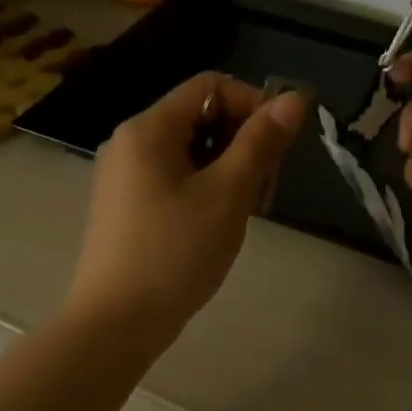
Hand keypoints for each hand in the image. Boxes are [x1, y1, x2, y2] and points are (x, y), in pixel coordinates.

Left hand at [65, 73, 307, 343]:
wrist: (116, 323)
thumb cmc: (175, 253)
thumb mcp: (227, 194)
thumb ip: (261, 142)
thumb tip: (295, 97)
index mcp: (148, 129)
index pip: (210, 86)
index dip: (253, 104)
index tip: (279, 145)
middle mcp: (129, 143)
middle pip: (198, 117)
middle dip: (241, 140)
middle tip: (264, 185)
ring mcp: (123, 177)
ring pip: (189, 151)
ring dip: (226, 168)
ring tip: (244, 209)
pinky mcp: (125, 207)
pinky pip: (173, 178)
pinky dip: (203, 188)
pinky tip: (216, 224)